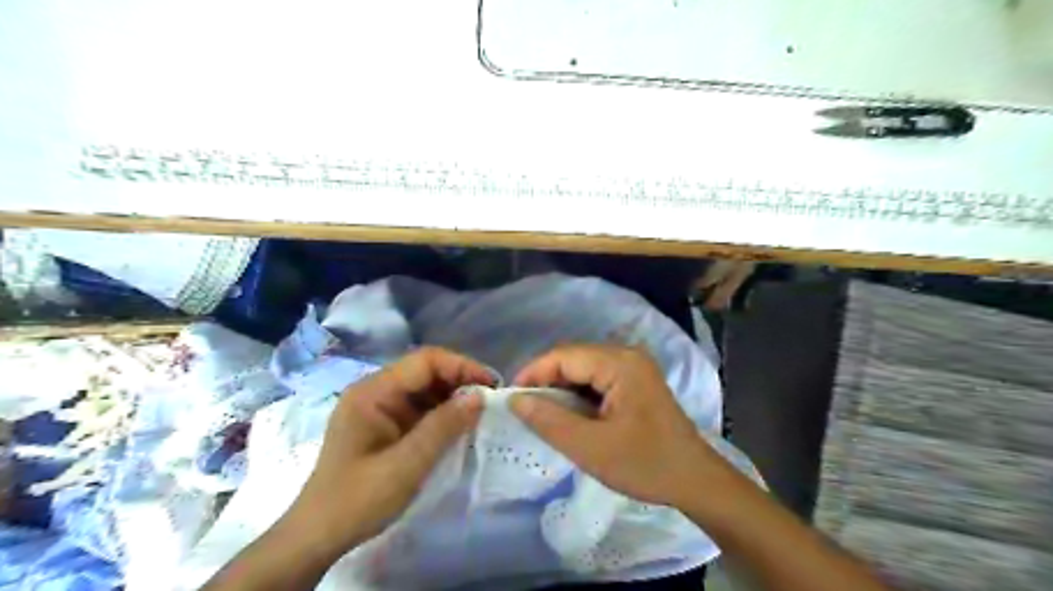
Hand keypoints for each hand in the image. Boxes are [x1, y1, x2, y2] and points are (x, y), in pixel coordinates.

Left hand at [283, 346, 490, 554]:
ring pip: (425, 388)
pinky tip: (460, 424)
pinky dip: (442, 412)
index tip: (492, 385)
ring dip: (453, 396)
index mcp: (372, 392)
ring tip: (481, 412)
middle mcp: (375, 390)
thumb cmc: (358, 500)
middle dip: (460, 380)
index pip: (425, 361)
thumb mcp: (406, 465)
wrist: (318, 536)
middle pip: (425, 371)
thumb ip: (443, 427)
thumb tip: (479, 397)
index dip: (461, 367)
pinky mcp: (385, 423)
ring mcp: (379, 406)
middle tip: (491, 400)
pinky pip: (419, 407)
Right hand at [509, 343, 724, 510]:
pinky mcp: (636, 381)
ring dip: (562, 389)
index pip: (563, 356)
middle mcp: (627, 355)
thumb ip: (548, 420)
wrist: (695, 481)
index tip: (511, 399)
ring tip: (545, 415)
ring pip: (584, 369)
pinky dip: (579, 395)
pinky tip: (571, 415)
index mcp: (620, 363)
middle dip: (546, 382)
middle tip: (526, 411)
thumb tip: (514, 399)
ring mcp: (634, 367)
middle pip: (573, 358)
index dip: (533, 373)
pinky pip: (597, 379)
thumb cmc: (645, 464)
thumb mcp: (590, 447)